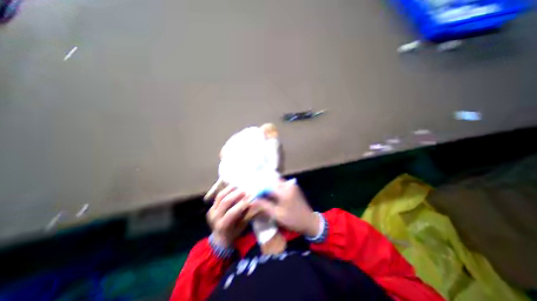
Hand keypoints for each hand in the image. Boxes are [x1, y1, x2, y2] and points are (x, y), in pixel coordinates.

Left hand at [206, 187, 250, 247]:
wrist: (219, 239)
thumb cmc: (233, 233)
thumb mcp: (241, 227)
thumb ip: (245, 215)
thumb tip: (251, 203)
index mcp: (222, 226)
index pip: (231, 212)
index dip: (241, 204)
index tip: (250, 198)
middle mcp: (214, 217)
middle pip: (225, 202)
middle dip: (236, 194)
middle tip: (246, 190)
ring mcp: (211, 211)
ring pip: (220, 196)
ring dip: (231, 190)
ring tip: (239, 186)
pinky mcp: (211, 207)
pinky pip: (218, 196)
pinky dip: (226, 190)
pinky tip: (233, 187)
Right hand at [251, 180, 319, 237]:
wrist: (309, 221)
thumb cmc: (293, 220)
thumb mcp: (277, 215)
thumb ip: (264, 205)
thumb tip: (254, 199)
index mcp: (284, 192)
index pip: (267, 186)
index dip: (258, 188)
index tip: (252, 192)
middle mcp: (288, 185)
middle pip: (272, 180)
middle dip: (263, 184)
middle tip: (255, 190)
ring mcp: (291, 185)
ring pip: (276, 181)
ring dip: (268, 185)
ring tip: (261, 191)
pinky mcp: (293, 187)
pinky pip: (281, 184)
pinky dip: (274, 186)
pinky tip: (270, 192)